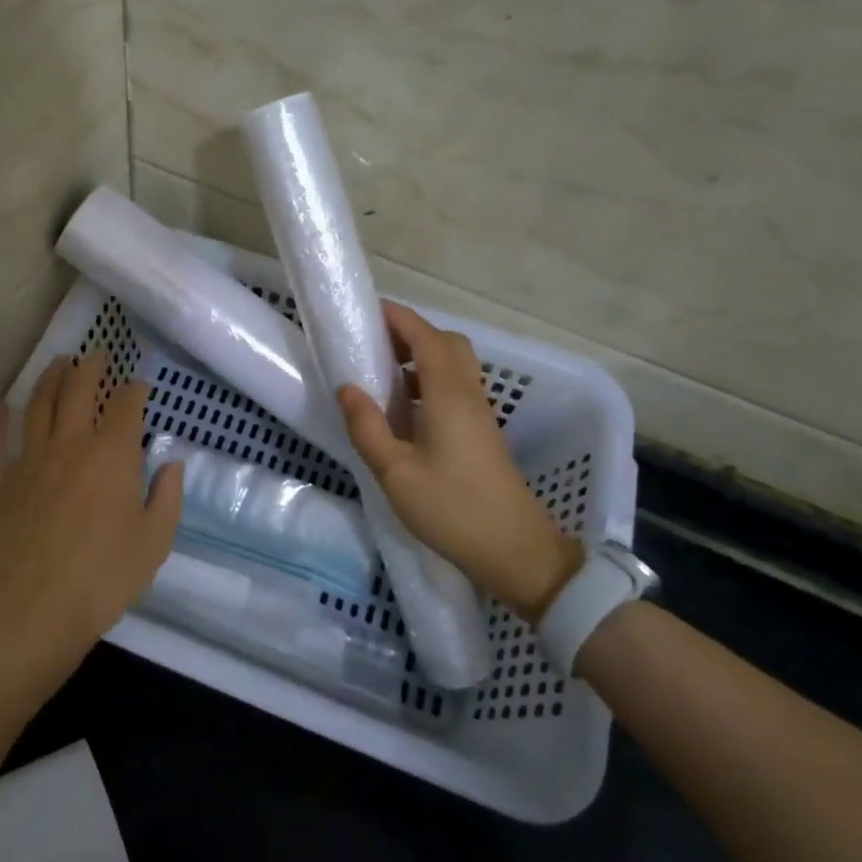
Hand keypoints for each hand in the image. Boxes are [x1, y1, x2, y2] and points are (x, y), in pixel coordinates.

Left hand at [0, 351, 182, 684]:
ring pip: (38, 405)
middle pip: (79, 390)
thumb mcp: (155, 540)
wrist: (40, 609)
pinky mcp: (1, 483)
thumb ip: (167, 496)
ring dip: (50, 378)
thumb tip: (171, 463)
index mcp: (112, 454)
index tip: (141, 385)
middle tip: (98, 355)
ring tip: (59, 363)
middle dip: (91, 367)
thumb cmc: (106, 576)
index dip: (135, 388)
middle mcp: (70, 444)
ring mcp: (30, 460)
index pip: (126, 405)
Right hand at [336, 302, 581, 622]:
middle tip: (372, 343)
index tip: (366, 310)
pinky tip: (403, 408)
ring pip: (453, 364)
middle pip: (445, 343)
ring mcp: (479, 413)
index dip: (398, 317)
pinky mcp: (481, 432)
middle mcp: (468, 394)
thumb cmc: (452, 508)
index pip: (425, 337)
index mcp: (448, 394)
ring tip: (381, 372)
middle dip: (409, 332)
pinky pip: (454, 387)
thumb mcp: (395, 472)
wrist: (515, 550)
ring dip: (419, 356)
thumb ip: (368, 427)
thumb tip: (346, 387)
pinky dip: (428, 380)